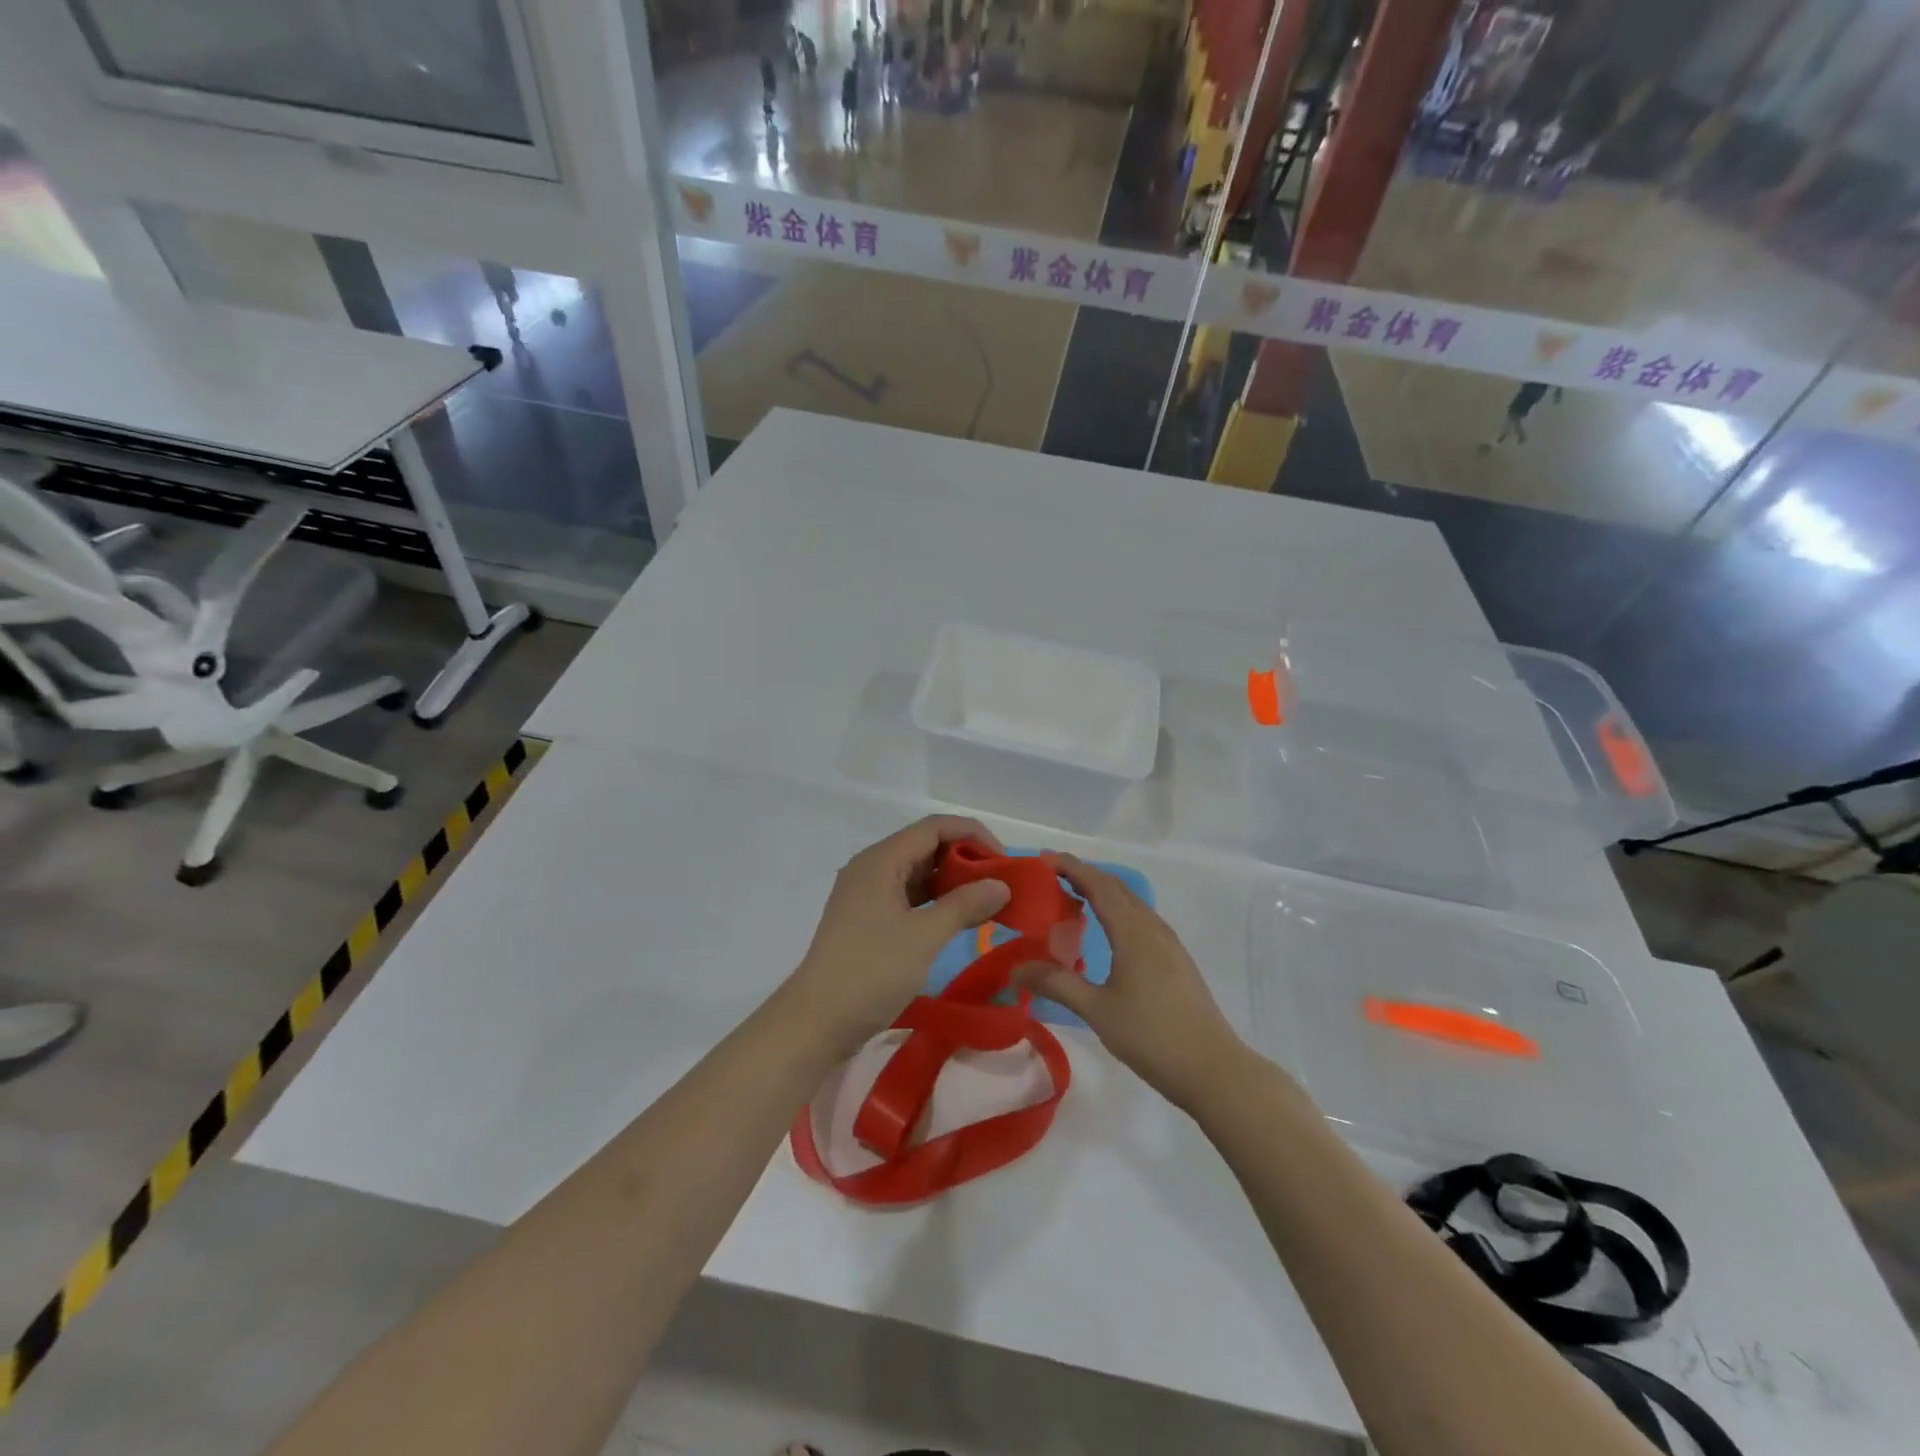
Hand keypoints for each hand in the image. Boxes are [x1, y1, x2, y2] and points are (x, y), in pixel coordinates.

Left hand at [787, 815, 1010, 1048]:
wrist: (817, 1022)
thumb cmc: (871, 971)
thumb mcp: (924, 936)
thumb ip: (965, 905)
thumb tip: (1001, 885)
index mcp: (881, 860)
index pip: (934, 827)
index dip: (973, 835)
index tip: (1004, 861)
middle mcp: (872, 869)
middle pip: (926, 847)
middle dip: (966, 860)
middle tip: (1001, 884)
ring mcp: (868, 896)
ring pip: (918, 875)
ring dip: (953, 884)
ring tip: (989, 903)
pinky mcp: (868, 921)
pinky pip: (909, 899)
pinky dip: (936, 904)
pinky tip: (960, 921)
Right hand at [1015, 854, 1244, 1109]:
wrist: (1213, 1069)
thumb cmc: (1152, 1036)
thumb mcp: (1097, 1010)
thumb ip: (1056, 983)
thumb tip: (1015, 968)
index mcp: (1133, 931)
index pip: (1098, 885)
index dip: (1071, 867)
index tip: (1043, 858)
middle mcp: (1152, 928)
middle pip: (1116, 888)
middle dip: (1084, 875)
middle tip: (1050, 876)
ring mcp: (1169, 944)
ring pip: (1131, 903)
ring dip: (1102, 892)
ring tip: (1072, 898)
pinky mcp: (1176, 960)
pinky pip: (1141, 920)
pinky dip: (1117, 911)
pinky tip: (1106, 932)